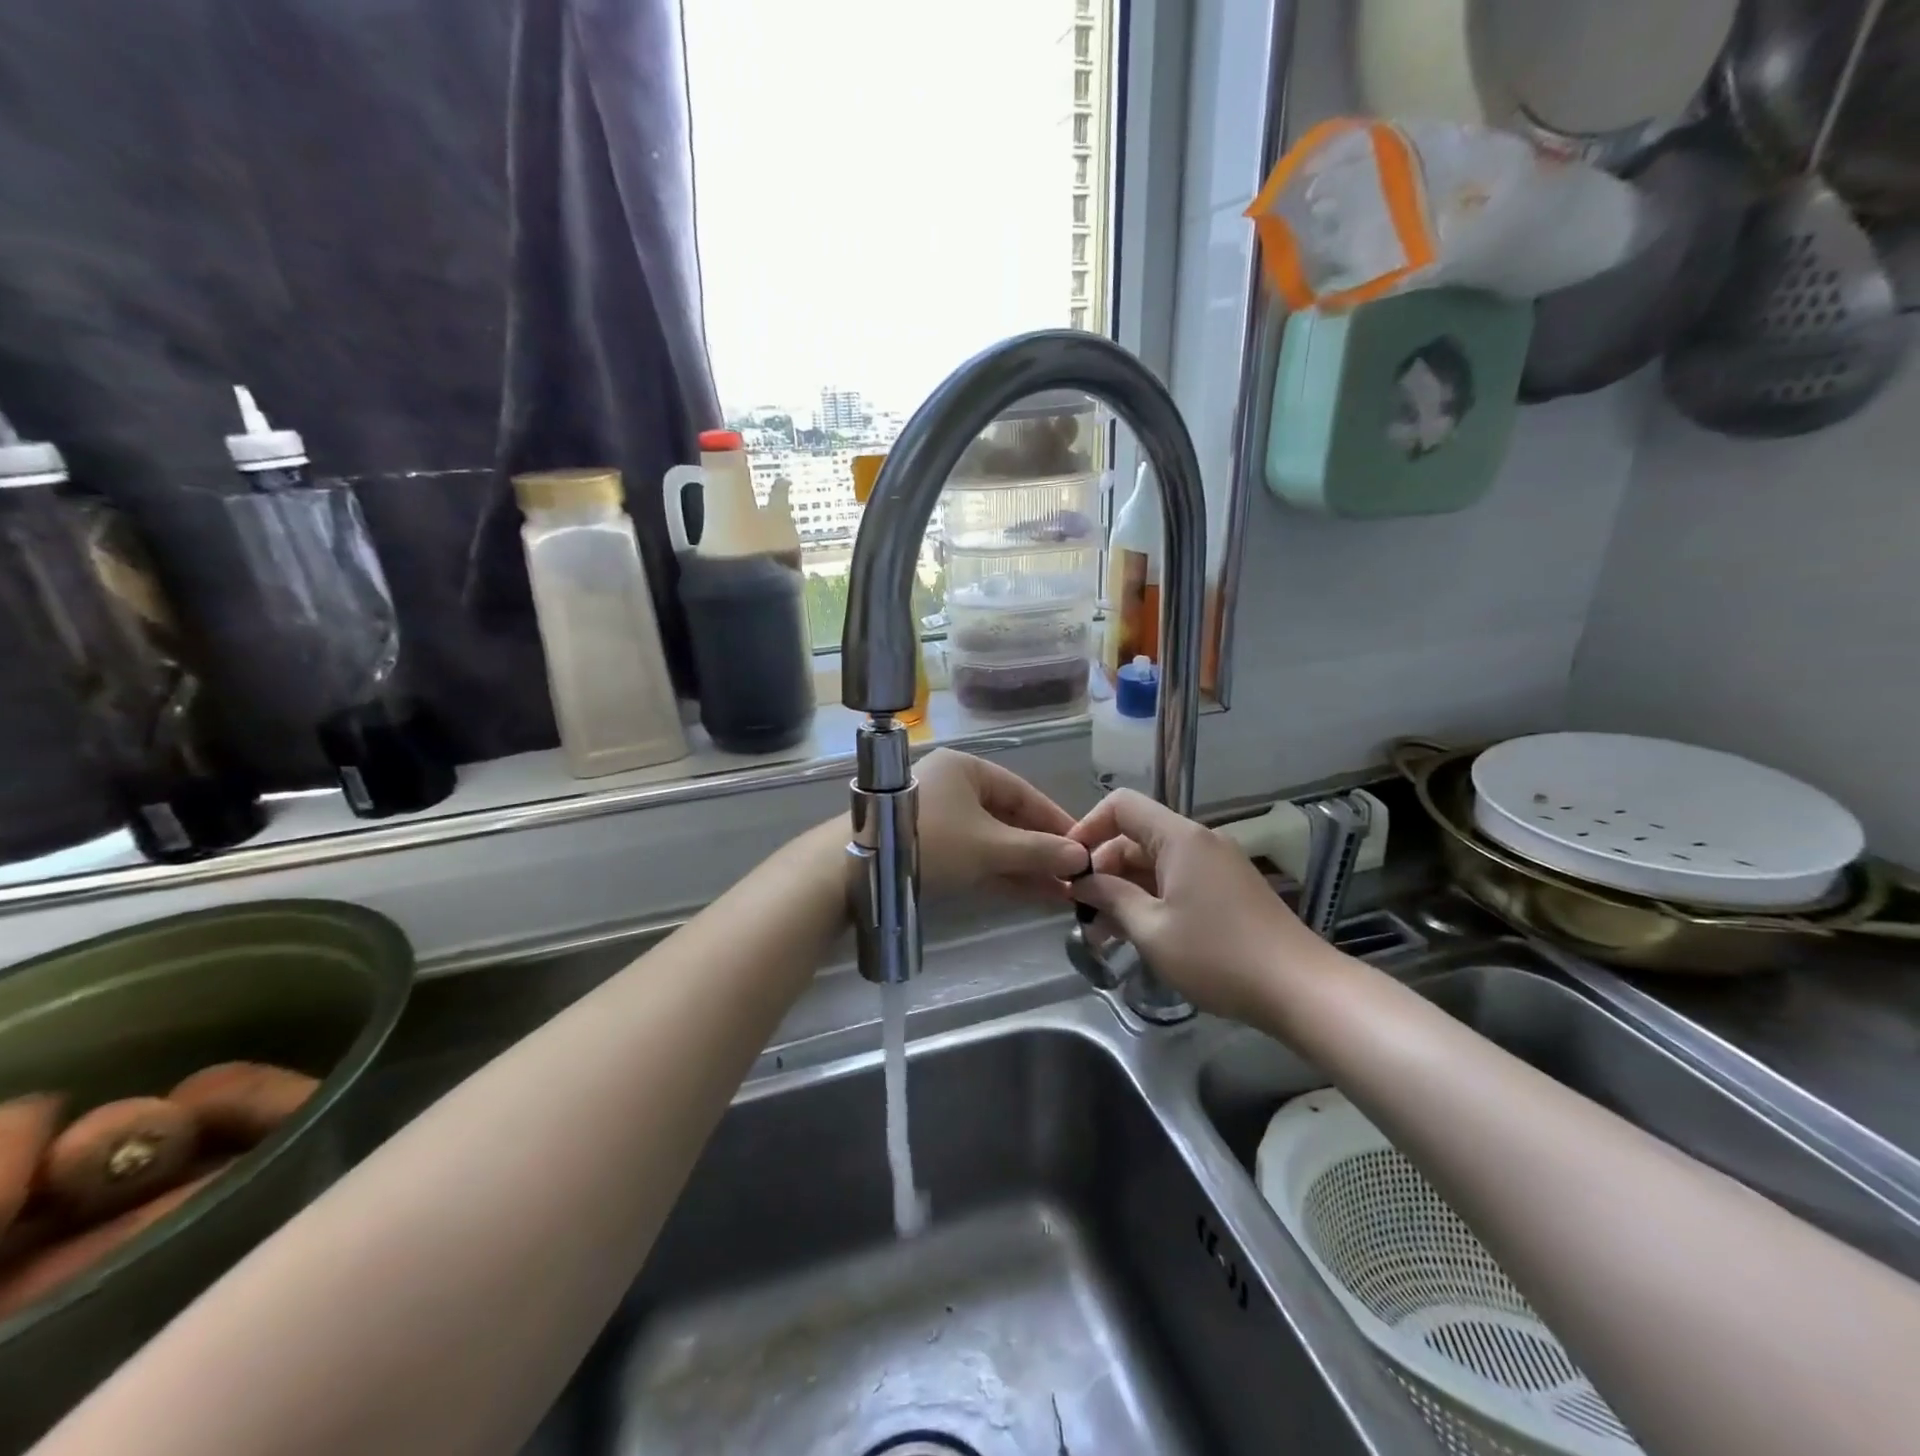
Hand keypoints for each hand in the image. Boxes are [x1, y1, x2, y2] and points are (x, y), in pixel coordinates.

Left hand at [913, 750, 1088, 898]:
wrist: (855, 869)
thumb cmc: (930, 843)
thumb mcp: (988, 847)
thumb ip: (1036, 851)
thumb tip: (1080, 858)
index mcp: (966, 770)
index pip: (1022, 792)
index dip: (1054, 820)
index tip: (1083, 846)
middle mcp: (953, 787)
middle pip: (1008, 817)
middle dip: (1040, 848)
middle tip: (1074, 874)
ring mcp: (939, 817)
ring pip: (992, 839)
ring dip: (1024, 864)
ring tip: (1060, 890)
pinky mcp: (928, 846)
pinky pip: (974, 854)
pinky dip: (1000, 871)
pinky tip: (1031, 892)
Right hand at [1068, 789, 1330, 1023]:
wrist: (1301, 989)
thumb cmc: (1218, 956)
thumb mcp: (1152, 930)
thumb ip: (1111, 898)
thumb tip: (1081, 882)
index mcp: (1180, 838)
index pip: (1121, 805)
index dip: (1087, 828)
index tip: (1070, 867)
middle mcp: (1199, 841)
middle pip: (1136, 836)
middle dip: (1104, 869)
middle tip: (1082, 912)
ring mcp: (1217, 864)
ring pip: (1156, 862)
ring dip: (1126, 889)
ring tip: (1103, 932)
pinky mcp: (1229, 888)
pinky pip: (1178, 879)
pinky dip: (1152, 898)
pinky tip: (1138, 933)